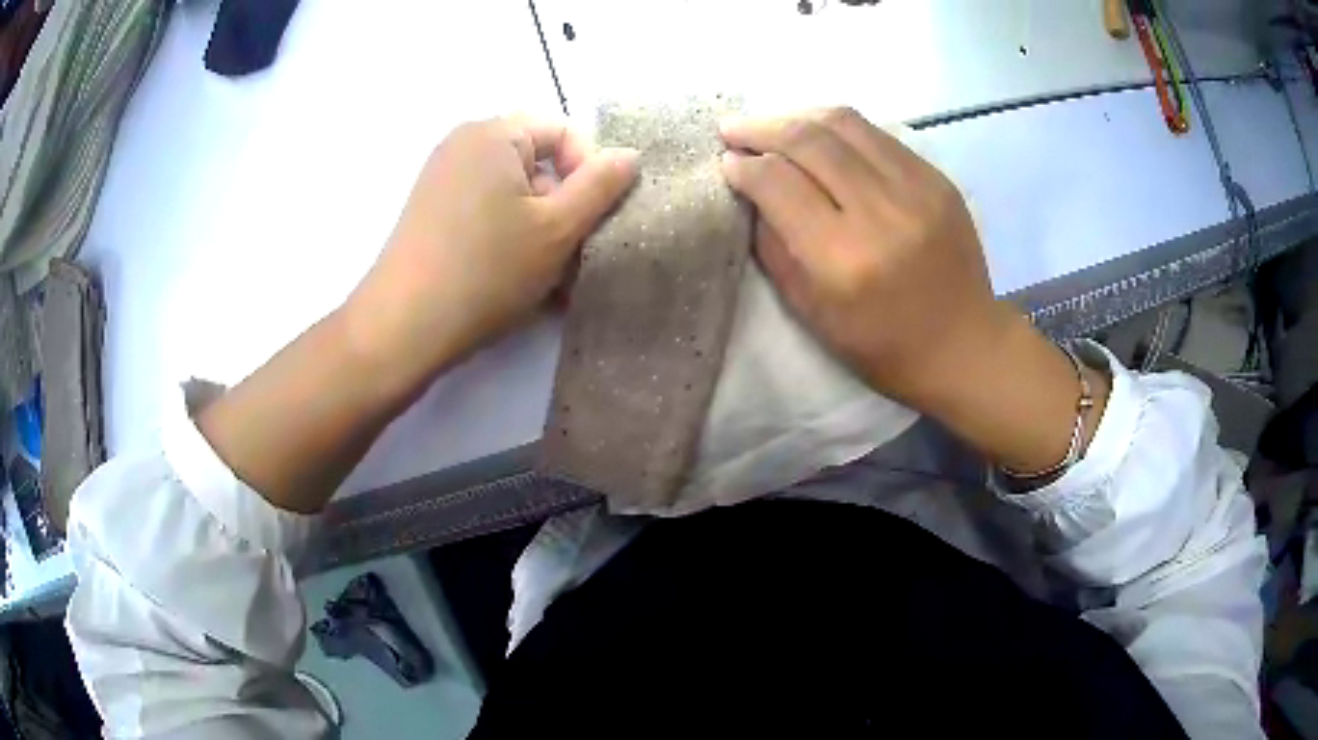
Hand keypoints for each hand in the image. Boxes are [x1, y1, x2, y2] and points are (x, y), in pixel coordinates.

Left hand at [344, 116, 638, 396]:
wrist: (403, 327)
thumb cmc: (487, 270)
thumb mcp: (557, 229)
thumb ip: (601, 186)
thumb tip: (628, 155)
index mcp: (493, 133)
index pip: (564, 132)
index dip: (590, 172)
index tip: (594, 221)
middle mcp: (463, 144)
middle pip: (537, 164)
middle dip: (564, 208)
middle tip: (575, 258)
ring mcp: (442, 179)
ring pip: (514, 194)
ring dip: (541, 231)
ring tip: (550, 281)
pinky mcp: (431, 212)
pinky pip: (486, 212)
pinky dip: (510, 238)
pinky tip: (518, 280)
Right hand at [718, 108, 1011, 406]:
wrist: (963, 345)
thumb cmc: (882, 346)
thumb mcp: (812, 312)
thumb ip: (775, 247)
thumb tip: (751, 191)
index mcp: (844, 259)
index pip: (779, 184)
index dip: (744, 166)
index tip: (726, 162)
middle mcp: (881, 212)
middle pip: (809, 140)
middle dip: (761, 128)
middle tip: (733, 129)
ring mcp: (917, 188)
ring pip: (844, 123)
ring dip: (797, 116)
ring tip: (772, 124)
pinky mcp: (937, 179)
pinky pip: (877, 134)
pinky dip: (838, 127)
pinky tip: (819, 134)